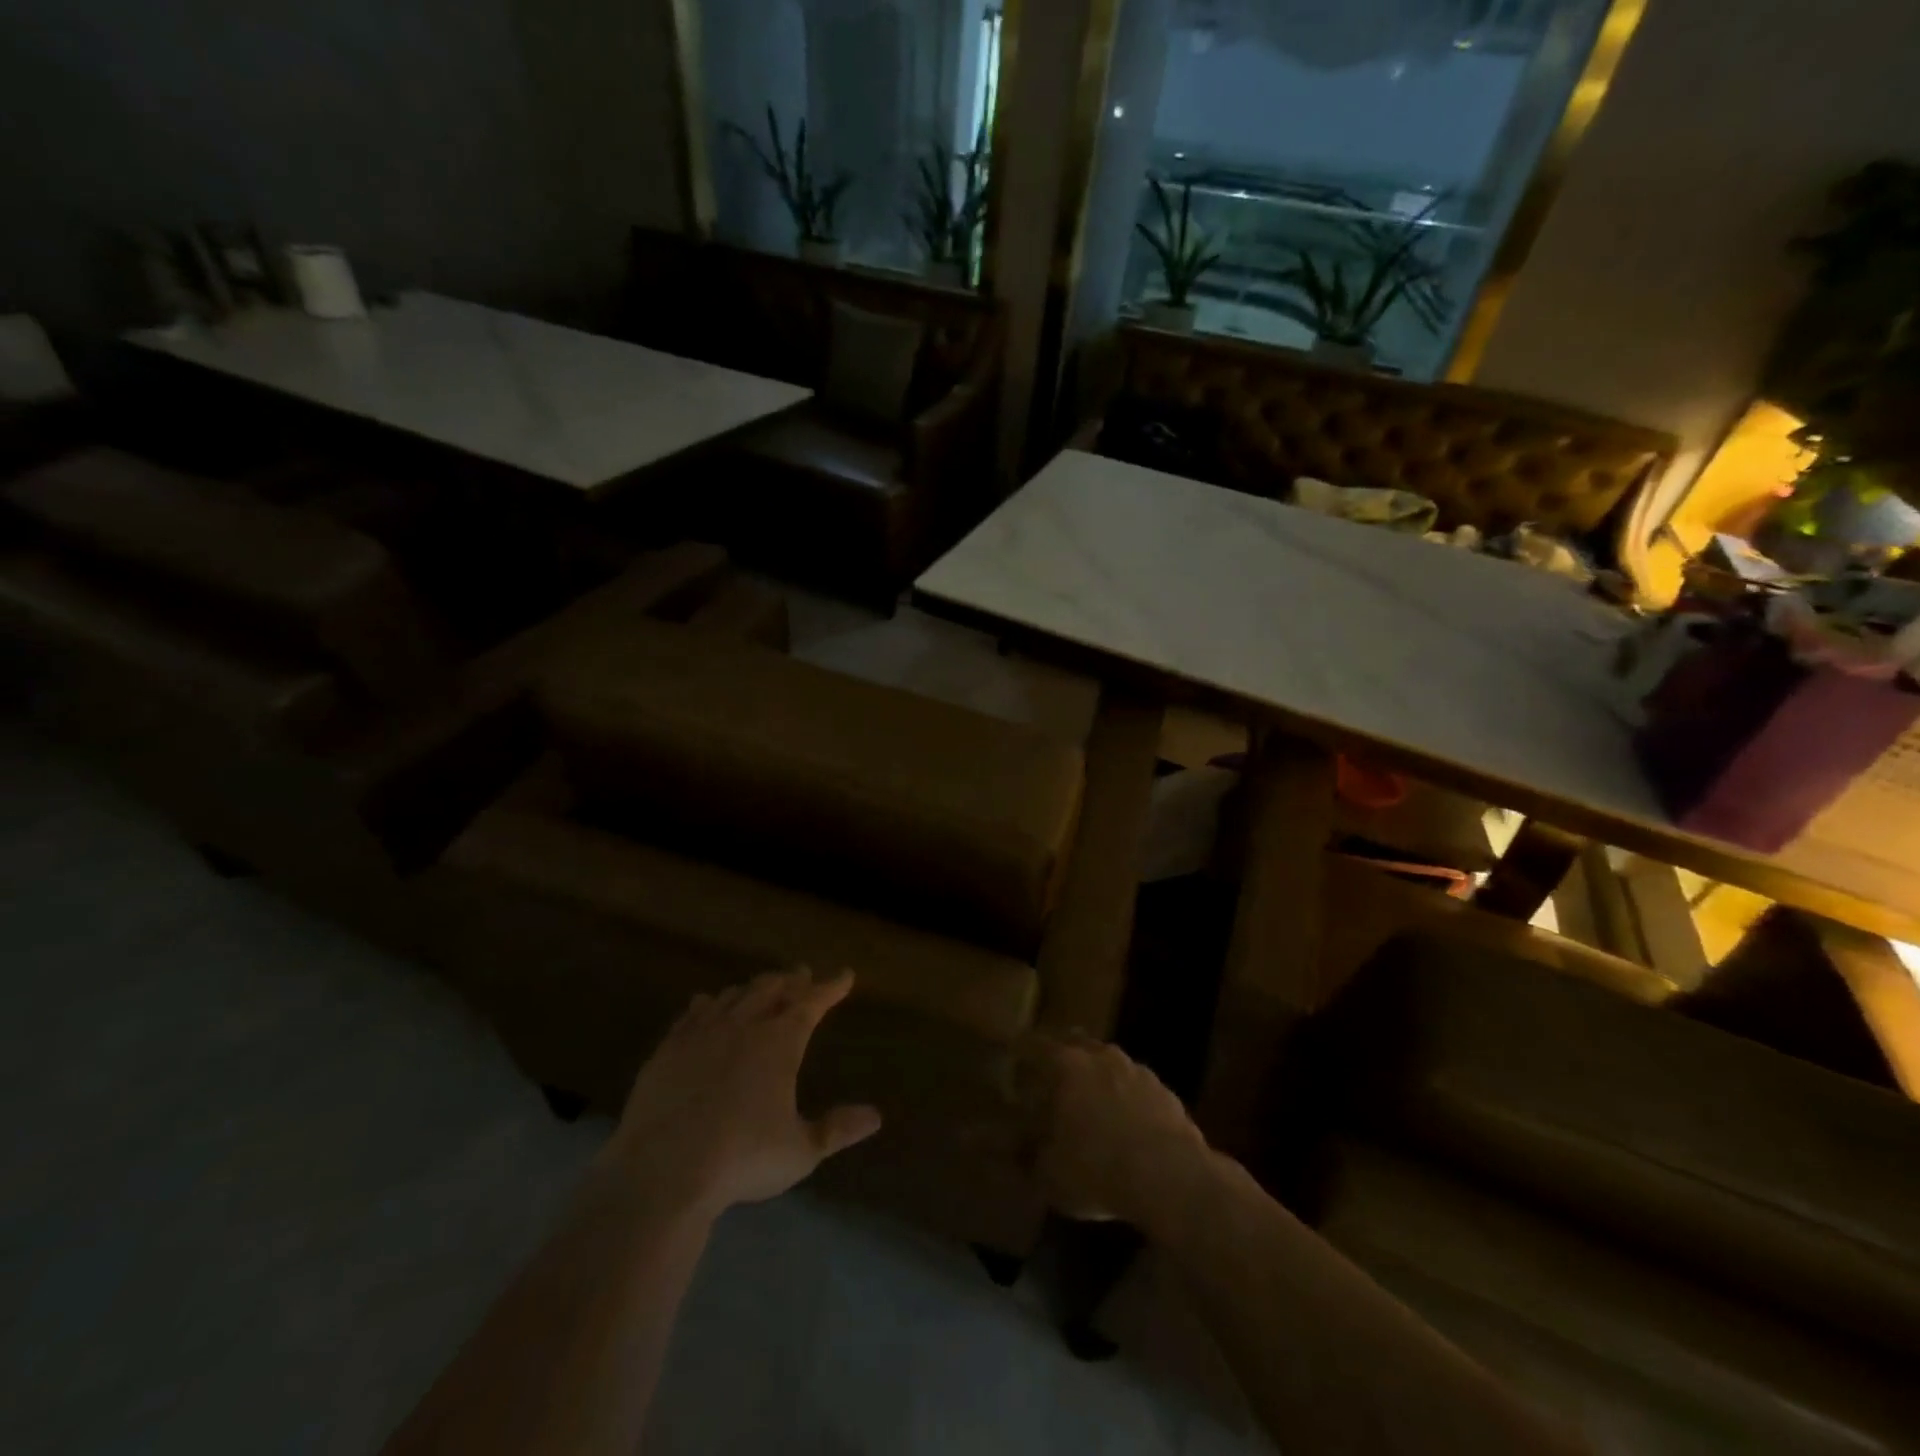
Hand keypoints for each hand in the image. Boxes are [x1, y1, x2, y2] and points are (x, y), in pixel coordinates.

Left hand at [605, 967, 881, 1216]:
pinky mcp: (668, 1049)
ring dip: (752, 988)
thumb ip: (836, 1130)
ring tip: (761, 986)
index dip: (831, 987)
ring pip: (733, 996)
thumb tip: (875, 1116)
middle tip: (802, 974)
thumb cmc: (741, 1159)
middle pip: (771, 990)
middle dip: (791, 981)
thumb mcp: (800, 1151)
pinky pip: (692, 1013)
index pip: (812, 1003)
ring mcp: (702, 1034)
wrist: (662, 1171)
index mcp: (779, 1043)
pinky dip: (707, 1003)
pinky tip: (705, 1002)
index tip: (845, 974)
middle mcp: (743, 1026)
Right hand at [1028, 1034, 1213, 1229]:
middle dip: (1063, 1055)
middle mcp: (1101, 1056)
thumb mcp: (1049, 1174)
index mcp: (1066, 1065)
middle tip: (1052, 1074)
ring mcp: (1137, 1070)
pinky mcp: (1165, 1091)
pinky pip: (1137, 1086)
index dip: (1021, 1048)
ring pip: (1110, 1062)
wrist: (1171, 1178)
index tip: (1013, 1053)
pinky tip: (1127, 1122)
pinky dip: (1127, 1097)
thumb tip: (1004, 1147)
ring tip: (1091, 1099)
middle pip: (1076, 1043)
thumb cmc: (1098, 1168)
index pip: (1035, 1044)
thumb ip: (1025, 1155)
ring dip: (1098, 1075)